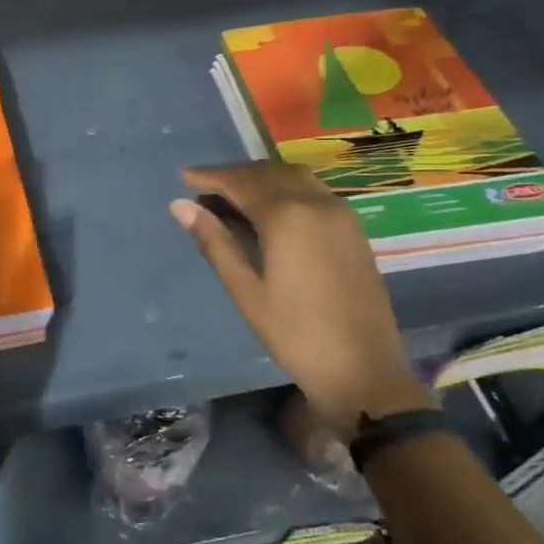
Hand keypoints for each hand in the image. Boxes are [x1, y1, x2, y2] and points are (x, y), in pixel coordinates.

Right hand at [171, 162, 430, 440]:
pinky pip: (313, 191)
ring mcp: (341, 214)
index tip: (184, 176)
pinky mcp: (353, 229)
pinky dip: (285, 189)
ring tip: (234, 197)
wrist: (362, 370)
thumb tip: (180, 206)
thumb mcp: (246, 291)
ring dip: (262, 179)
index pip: (242, 182)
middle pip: (269, 173)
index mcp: (288, 217)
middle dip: (235, 175)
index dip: (211, 176)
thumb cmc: (295, 334)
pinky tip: (270, 211)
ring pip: (294, 178)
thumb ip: (215, 242)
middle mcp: (317, 203)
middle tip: (204, 188)